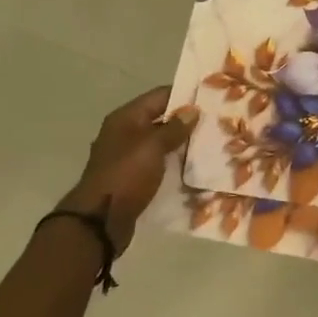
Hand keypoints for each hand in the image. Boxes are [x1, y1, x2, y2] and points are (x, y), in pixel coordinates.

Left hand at [61, 88, 197, 252]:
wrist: (100, 221)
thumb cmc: (126, 175)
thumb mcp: (152, 146)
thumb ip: (174, 127)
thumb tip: (192, 110)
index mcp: (126, 118)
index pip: (159, 96)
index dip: (184, 95)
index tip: (211, 97)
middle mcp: (125, 133)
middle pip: (160, 119)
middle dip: (186, 121)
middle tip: (217, 122)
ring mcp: (127, 157)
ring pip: (161, 143)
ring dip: (182, 144)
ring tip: (211, 145)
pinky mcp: (132, 178)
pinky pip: (158, 164)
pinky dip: (173, 164)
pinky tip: (194, 169)